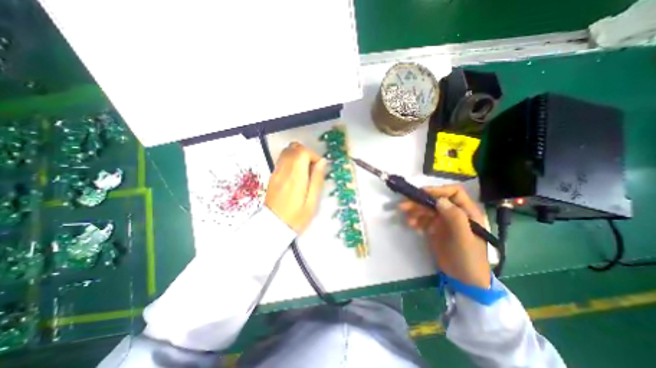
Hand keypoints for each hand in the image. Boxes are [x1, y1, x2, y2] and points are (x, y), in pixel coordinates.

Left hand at [266, 141, 327, 232]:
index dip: (313, 155)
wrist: (273, 226)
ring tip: (305, 172)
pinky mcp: (272, 176)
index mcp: (295, 176)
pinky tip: (296, 175)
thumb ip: (317, 179)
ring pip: (287, 152)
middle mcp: (284, 170)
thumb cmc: (296, 216)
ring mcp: (276, 172)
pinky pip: (282, 160)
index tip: (318, 167)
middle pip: (293, 148)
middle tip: (312, 168)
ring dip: (298, 156)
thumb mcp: (312, 201)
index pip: (302, 151)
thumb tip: (322, 162)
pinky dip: (291, 161)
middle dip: (306, 153)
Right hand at [397, 185, 488, 288]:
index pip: (453, 192)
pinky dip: (416, 220)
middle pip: (435, 200)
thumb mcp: (464, 238)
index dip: (438, 190)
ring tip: (408, 220)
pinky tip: (411, 226)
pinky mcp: (434, 229)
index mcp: (467, 212)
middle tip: (403, 206)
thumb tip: (439, 200)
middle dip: (419, 202)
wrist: (464, 280)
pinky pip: (423, 219)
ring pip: (427, 209)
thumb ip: (455, 218)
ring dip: (415, 212)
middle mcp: (454, 213)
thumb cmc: (469, 257)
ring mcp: (443, 221)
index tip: (422, 194)